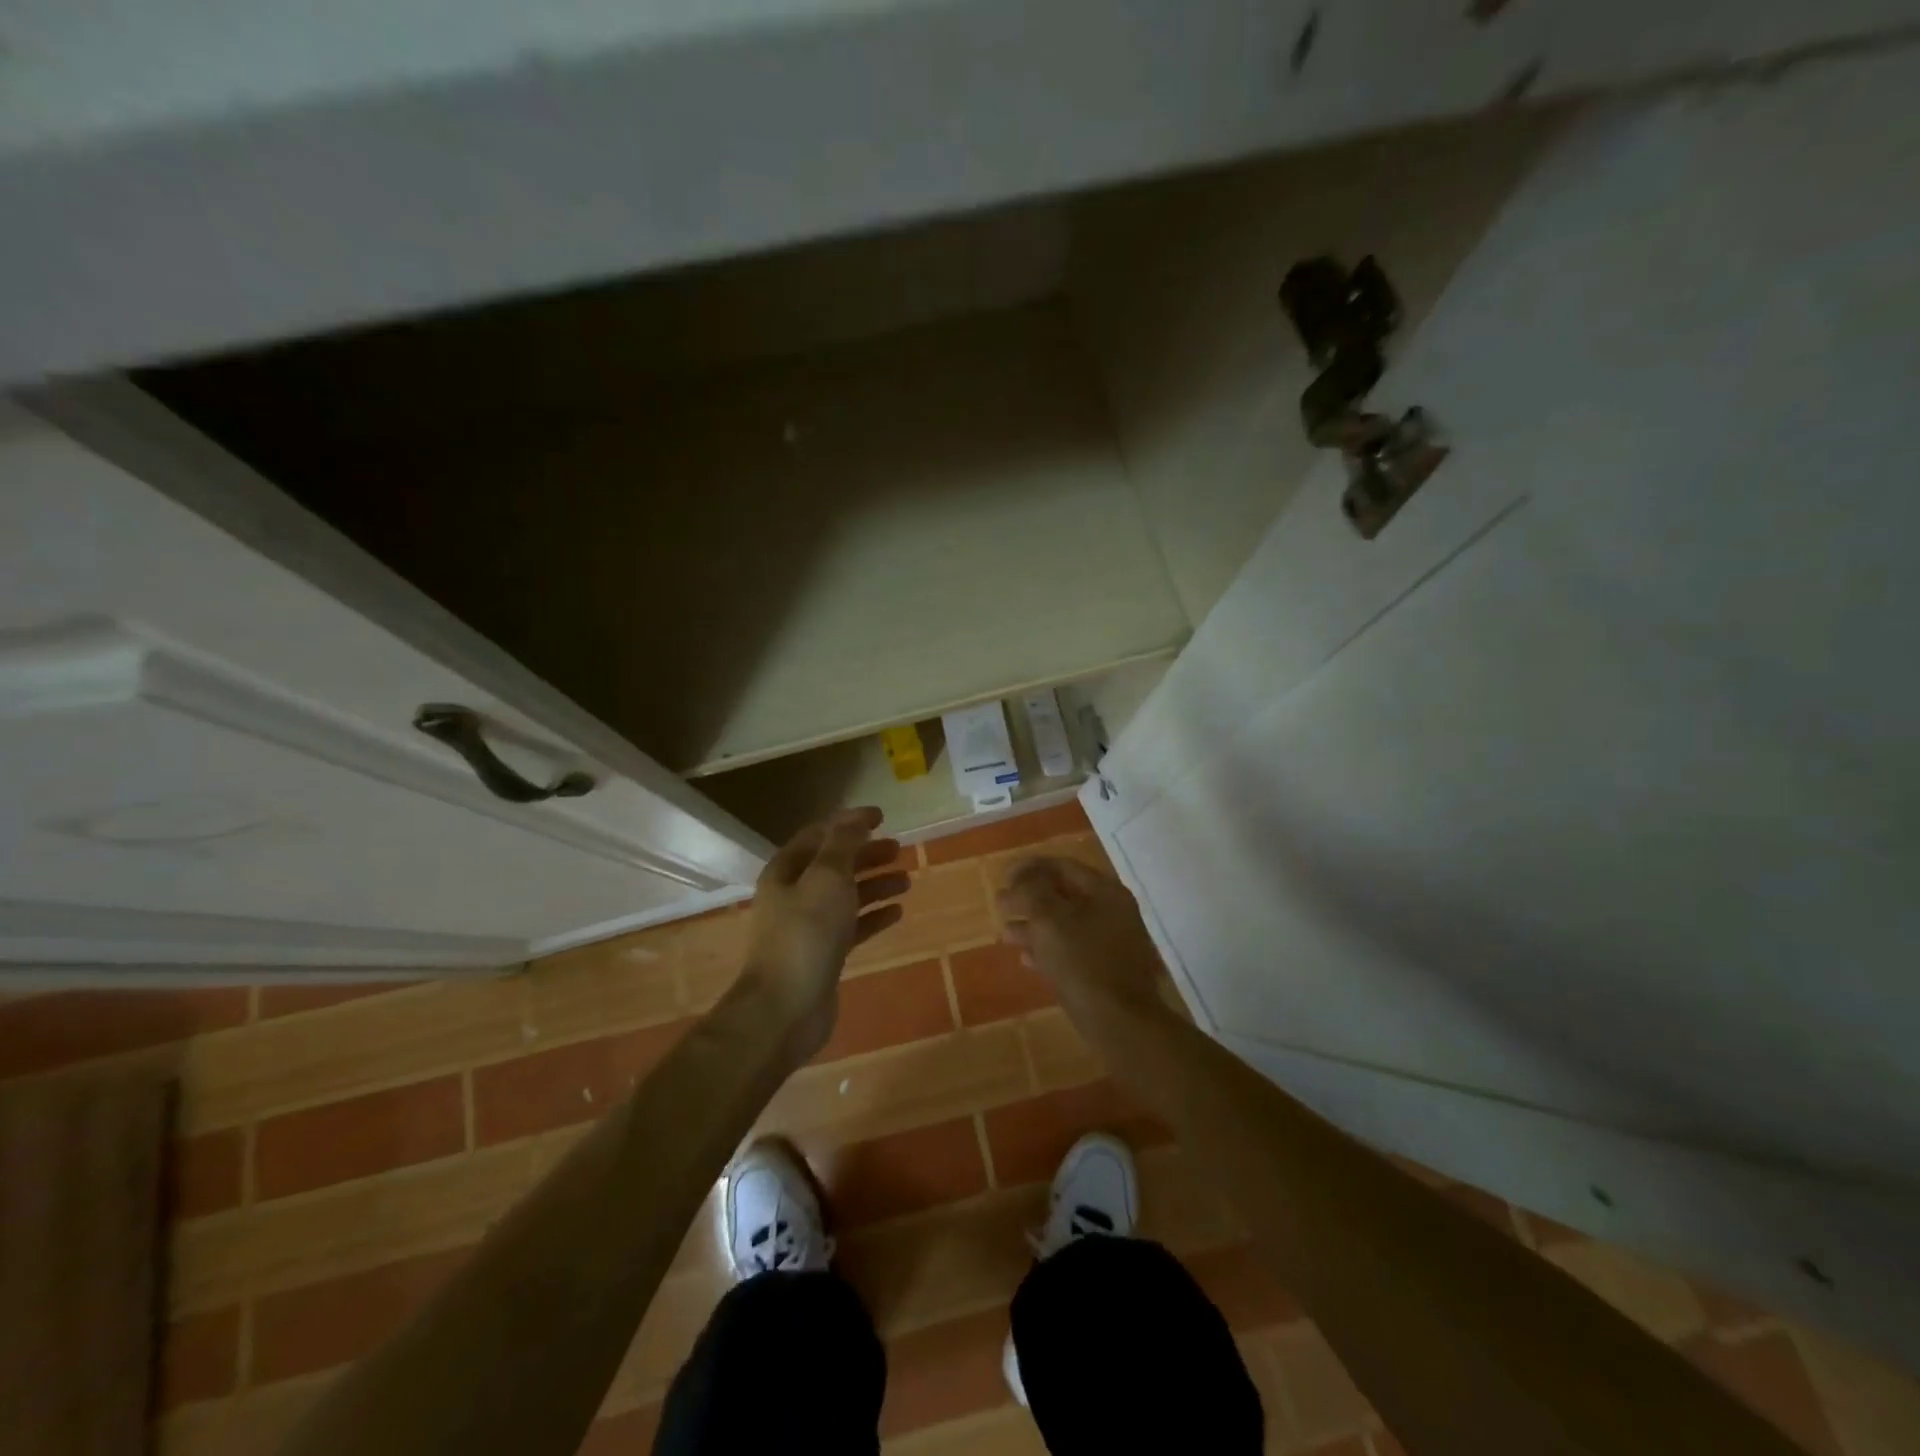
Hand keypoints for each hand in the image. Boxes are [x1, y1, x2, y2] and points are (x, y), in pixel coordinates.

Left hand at [740, 807, 909, 1061]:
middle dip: (866, 855)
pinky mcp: (823, 955)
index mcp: (786, 871)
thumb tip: (856, 816)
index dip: (850, 823)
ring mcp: (808, 927)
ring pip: (846, 896)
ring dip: (875, 885)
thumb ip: (843, 844)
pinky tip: (898, 912)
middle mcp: (793, 895)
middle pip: (834, 865)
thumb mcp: (827, 878)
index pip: (820, 835)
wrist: (785, 1009)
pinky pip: (852, 927)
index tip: (882, 818)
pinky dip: (874, 916)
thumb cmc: (805, 934)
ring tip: (907, 880)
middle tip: (899, 849)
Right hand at [998, 857, 1169, 1019]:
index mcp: (1104, 891)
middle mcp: (1112, 911)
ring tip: (1006, 934)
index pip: (1062, 866)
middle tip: (1001, 905)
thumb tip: (1016, 882)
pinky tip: (1026, 959)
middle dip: (1029, 898)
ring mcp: (1111, 942)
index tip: (1003, 878)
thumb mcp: (1050, 920)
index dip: (1029, 868)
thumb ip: (1030, 893)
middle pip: (1064, 894)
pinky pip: (1072, 950)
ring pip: (1065, 924)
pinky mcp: (1105, 970)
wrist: (1121, 1023)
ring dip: (1034, 925)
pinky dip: (1048, 949)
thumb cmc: (1083, 963)